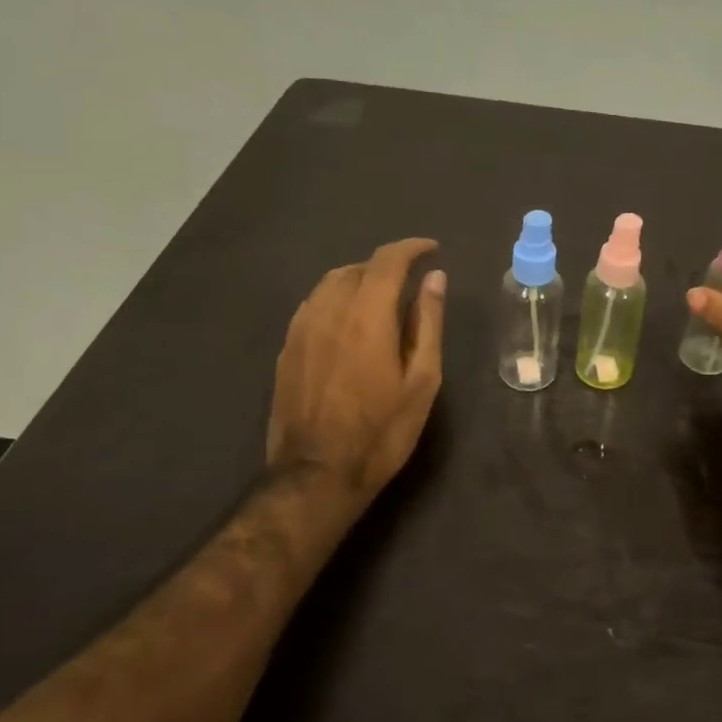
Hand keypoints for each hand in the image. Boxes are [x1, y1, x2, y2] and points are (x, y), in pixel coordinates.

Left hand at [268, 238, 445, 511]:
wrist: (317, 474)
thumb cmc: (382, 431)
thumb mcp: (421, 380)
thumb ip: (427, 323)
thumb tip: (434, 278)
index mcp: (367, 316)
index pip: (388, 261)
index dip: (411, 248)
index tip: (432, 249)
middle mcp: (329, 311)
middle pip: (357, 268)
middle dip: (387, 265)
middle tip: (411, 281)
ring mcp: (302, 329)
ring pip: (329, 283)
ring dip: (359, 279)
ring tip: (381, 297)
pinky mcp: (287, 349)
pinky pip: (313, 305)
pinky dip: (336, 298)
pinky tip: (348, 321)